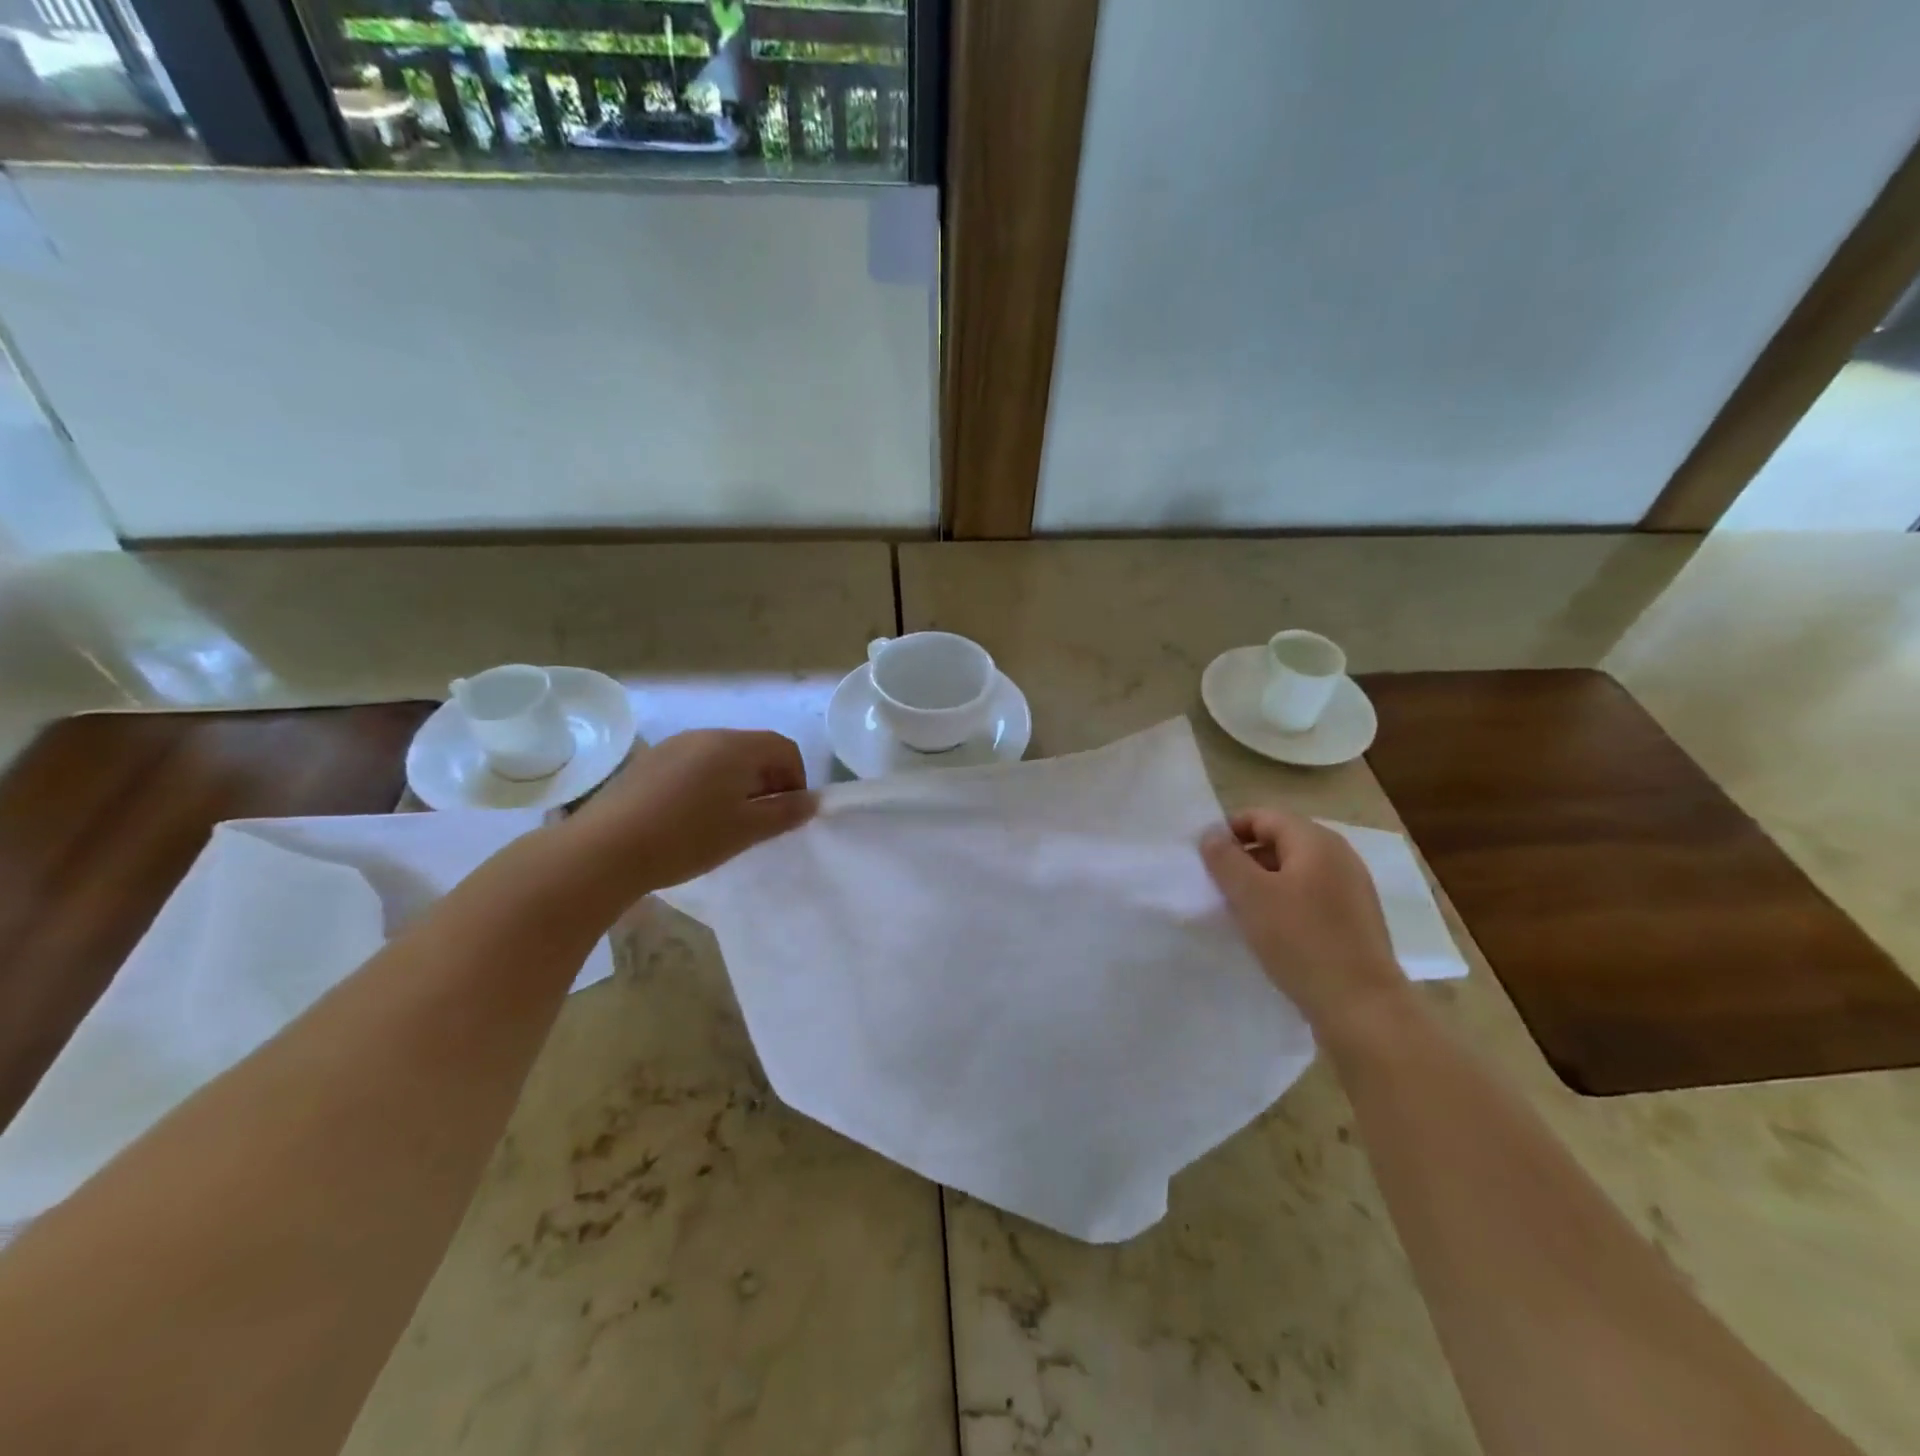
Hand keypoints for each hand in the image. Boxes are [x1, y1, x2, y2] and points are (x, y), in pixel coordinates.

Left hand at [568, 729, 814, 892]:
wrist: (605, 850)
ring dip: (738, 783)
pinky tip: (692, 818)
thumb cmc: (687, 838)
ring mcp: (673, 746)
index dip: (797, 778)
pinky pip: (693, 765)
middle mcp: (705, 735)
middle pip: (753, 749)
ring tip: (727, 822)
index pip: (783, 748)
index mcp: (735, 746)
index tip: (789, 812)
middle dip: (768, 781)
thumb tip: (813, 801)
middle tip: (763, 821)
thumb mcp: (745, 831)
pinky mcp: (648, 762)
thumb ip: (785, 813)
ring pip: (721, 758)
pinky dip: (708, 784)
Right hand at [1201, 808, 1407, 1034]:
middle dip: (1246, 858)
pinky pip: (1311, 895)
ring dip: (1264, 882)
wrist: (1362, 1007)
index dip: (1230, 831)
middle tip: (1220, 887)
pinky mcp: (1356, 918)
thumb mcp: (1250, 895)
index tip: (1206, 859)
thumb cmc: (1301, 941)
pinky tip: (1274, 931)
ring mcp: (1352, 887)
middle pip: (1280, 840)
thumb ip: (1225, 858)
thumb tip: (1211, 834)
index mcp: (1316, 841)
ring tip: (1243, 911)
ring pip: (1295, 870)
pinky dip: (1286, 902)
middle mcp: (1340, 855)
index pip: (1263, 816)